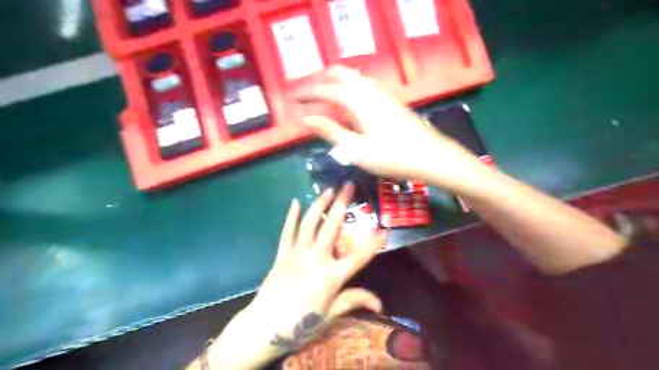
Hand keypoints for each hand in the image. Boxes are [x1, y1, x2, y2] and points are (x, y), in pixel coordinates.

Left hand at [206, 183, 386, 368]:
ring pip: (309, 223)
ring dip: (319, 204)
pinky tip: (295, 201)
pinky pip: (287, 231)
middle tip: (348, 185)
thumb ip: (354, 301)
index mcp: (331, 276)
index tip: (384, 229)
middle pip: (332, 227)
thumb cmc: (300, 324)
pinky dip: (291, 216)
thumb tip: (380, 304)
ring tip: (328, 190)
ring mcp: (297, 253)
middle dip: (342, 204)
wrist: (264, 327)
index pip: (358, 256)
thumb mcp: (330, 314)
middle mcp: (316, 258)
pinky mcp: (282, 254)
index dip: (373, 243)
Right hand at [297, 66, 481, 192]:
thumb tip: (305, 120)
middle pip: (341, 74)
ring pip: (354, 78)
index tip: (293, 99)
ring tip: (322, 95)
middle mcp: (370, 92)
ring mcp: (382, 95)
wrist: (431, 156)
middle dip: (321, 80)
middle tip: (306, 93)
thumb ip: (331, 132)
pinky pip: (364, 87)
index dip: (308, 93)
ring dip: (335, 82)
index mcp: (359, 102)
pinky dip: (349, 89)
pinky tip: (348, 102)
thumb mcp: (357, 150)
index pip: (327, 91)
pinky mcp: (390, 102)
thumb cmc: (393, 157)